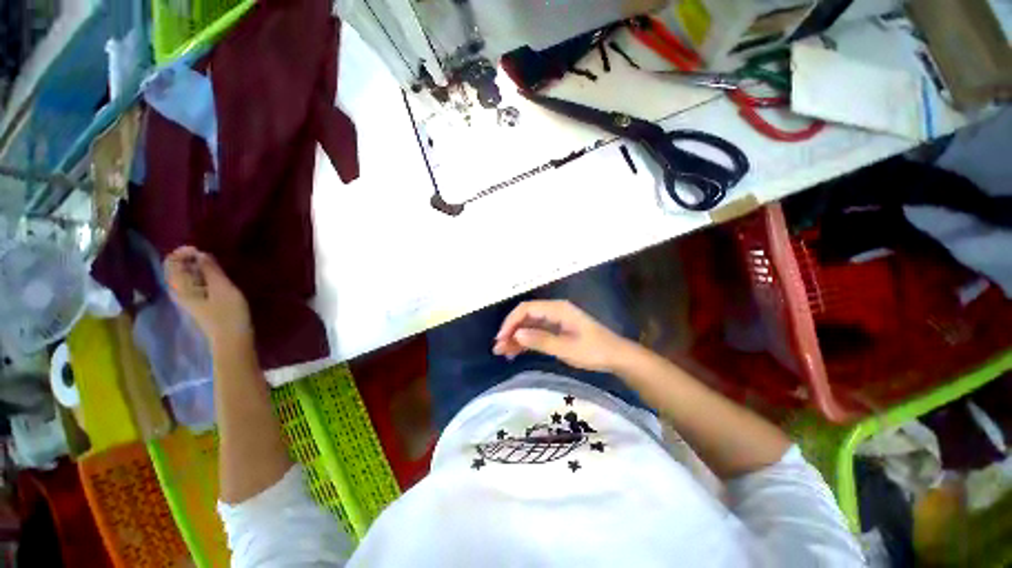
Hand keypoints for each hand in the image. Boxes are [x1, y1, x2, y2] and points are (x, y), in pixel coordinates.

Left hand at [164, 246, 252, 348]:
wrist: (233, 339)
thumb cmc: (228, 314)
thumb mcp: (222, 289)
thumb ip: (211, 270)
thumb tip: (201, 254)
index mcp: (181, 287)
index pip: (171, 262)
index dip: (183, 252)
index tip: (203, 251)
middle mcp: (180, 291)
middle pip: (177, 268)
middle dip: (192, 258)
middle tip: (212, 256)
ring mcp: (189, 298)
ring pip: (187, 275)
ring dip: (199, 266)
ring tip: (217, 264)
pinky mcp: (200, 302)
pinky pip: (196, 282)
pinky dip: (204, 275)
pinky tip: (218, 276)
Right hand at [493, 300, 635, 372]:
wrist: (616, 357)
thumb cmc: (594, 351)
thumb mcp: (566, 348)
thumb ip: (540, 340)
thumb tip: (515, 335)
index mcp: (557, 309)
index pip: (526, 309)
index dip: (511, 322)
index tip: (501, 338)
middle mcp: (554, 311)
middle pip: (526, 317)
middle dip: (511, 331)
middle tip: (498, 348)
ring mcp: (555, 321)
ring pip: (529, 326)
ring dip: (516, 338)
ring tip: (502, 353)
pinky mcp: (557, 331)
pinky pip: (537, 333)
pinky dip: (526, 342)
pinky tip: (515, 352)